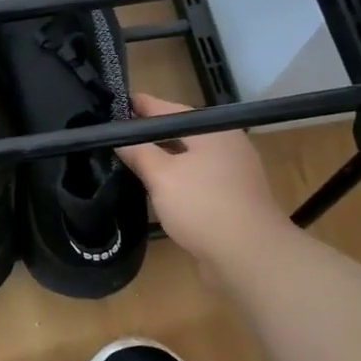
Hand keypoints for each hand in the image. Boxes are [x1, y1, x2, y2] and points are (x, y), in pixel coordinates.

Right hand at [116, 92, 282, 269]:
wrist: (250, 257)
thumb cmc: (203, 206)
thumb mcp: (162, 175)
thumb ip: (138, 152)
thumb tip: (119, 138)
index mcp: (212, 129)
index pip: (167, 108)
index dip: (137, 106)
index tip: (110, 104)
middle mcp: (226, 144)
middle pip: (179, 133)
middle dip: (148, 135)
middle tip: (114, 137)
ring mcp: (231, 173)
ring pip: (188, 158)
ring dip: (161, 160)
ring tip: (129, 162)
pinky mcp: (231, 199)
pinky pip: (196, 180)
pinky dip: (175, 181)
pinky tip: (157, 191)